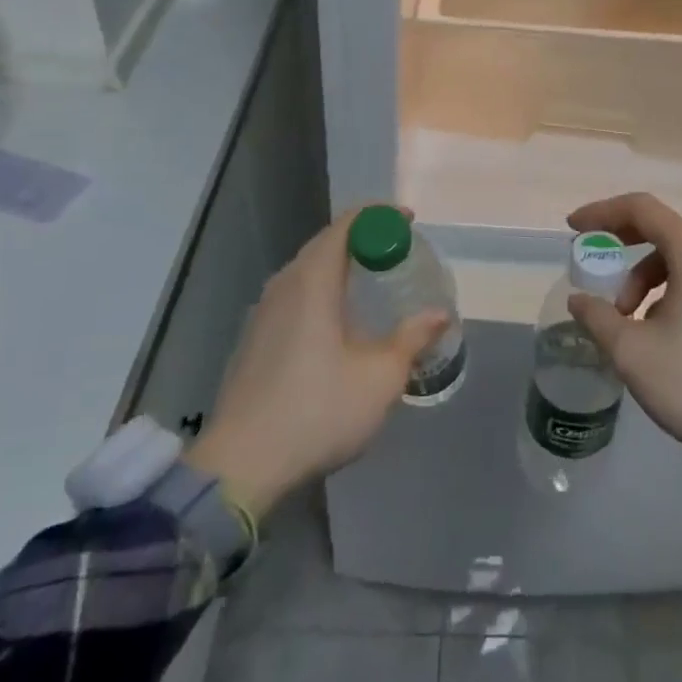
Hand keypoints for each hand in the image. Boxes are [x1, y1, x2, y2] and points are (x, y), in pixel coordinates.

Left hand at [188, 207, 448, 518]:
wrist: (241, 465)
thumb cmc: (318, 410)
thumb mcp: (380, 377)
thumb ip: (413, 338)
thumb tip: (440, 314)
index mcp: (313, 281)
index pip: (346, 225)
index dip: (379, 215)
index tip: (408, 222)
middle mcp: (285, 285)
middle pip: (326, 243)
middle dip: (363, 238)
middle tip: (397, 250)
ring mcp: (263, 311)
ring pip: (307, 270)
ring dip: (340, 265)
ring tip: (371, 281)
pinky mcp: (254, 338)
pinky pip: (294, 294)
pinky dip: (322, 289)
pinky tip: (336, 321)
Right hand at [566, 193, 681, 496]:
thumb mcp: (633, 352)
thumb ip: (598, 318)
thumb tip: (579, 300)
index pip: (641, 208)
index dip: (602, 212)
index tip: (573, 228)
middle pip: (661, 230)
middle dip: (620, 245)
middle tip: (593, 267)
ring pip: (677, 260)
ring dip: (643, 279)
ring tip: (626, 321)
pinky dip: (666, 293)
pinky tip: (658, 334)